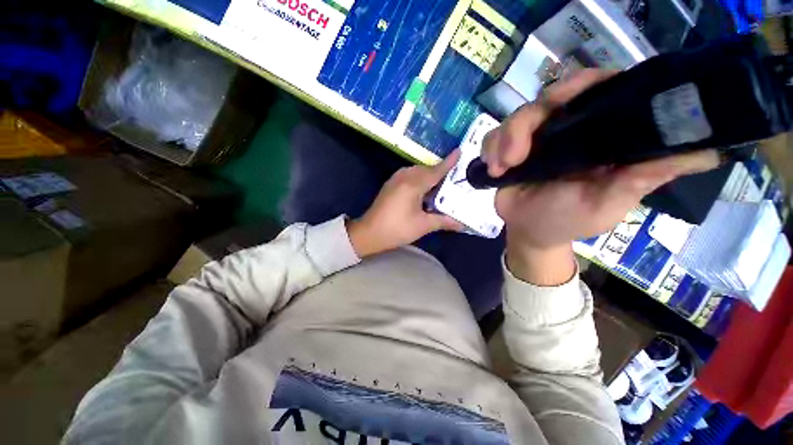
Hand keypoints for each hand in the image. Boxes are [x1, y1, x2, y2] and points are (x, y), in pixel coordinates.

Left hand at [347, 151, 463, 257]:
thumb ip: (443, 221)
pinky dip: (418, 178)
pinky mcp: (390, 184)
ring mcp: (395, 179)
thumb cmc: (397, 229)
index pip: (435, 171)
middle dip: (439, 171)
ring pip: (416, 171)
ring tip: (439, 185)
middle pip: (426, 169)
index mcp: (413, 185)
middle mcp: (404, 177)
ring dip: (428, 174)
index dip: (448, 163)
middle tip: (453, 177)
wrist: (369, 233)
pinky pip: (408, 175)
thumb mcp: (422, 226)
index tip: (459, 151)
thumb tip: (461, 224)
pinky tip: (422, 188)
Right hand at [482, 69, 719, 284]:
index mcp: (598, 134)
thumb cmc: (570, 219)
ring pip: (516, 116)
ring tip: (502, 168)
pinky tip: (493, 170)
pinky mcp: (507, 149)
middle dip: (529, 120)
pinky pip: (493, 137)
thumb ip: (645, 176)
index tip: (563, 100)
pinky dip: (490, 149)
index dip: (583, 84)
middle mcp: (567, 128)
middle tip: (518, 151)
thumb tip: (708, 151)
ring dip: (505, 139)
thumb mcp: (610, 202)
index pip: (598, 89)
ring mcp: (534, 138)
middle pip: (549, 98)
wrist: (530, 231)